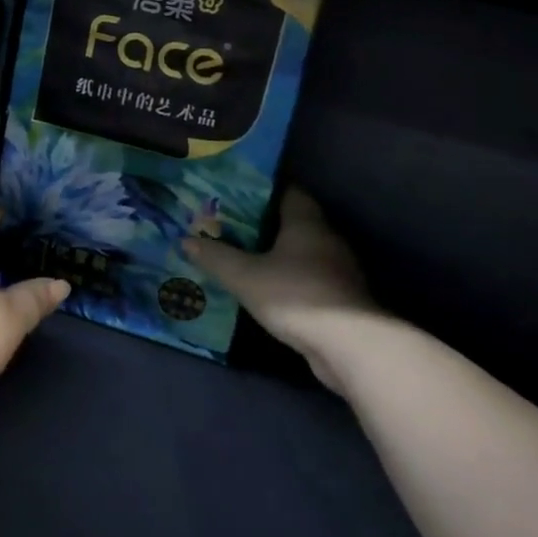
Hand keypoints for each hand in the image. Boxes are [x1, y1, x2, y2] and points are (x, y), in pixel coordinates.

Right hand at [185, 189, 387, 392]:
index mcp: (306, 221)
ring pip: (300, 252)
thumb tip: (186, 239)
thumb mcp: (244, 276)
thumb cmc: (297, 296)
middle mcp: (326, 238)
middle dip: (262, 223)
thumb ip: (215, 257)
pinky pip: (306, 277)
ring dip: (275, 253)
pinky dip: (287, 278)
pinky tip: (264, 288)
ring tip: (240, 255)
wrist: (351, 347)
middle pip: (292, 221)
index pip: (287, 191)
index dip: (260, 189)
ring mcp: (337, 270)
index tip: (233, 192)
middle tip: (227, 224)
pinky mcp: (340, 298)